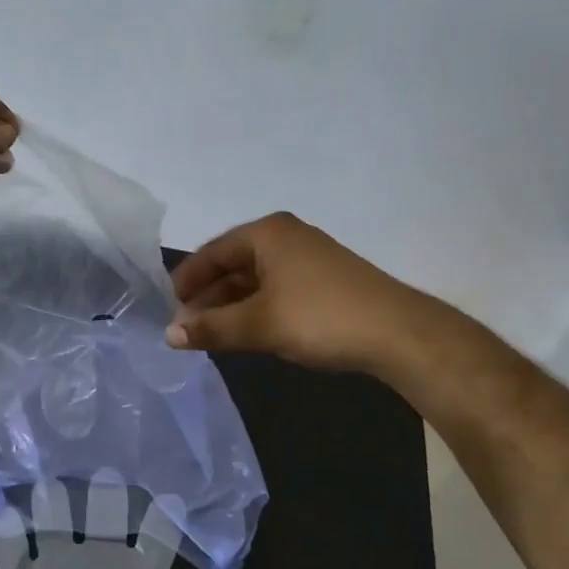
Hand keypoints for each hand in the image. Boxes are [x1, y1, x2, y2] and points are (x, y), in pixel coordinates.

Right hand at [165, 212, 431, 372]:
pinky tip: (248, 330)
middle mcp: (285, 236)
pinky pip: (276, 288)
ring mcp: (308, 256)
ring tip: (212, 333)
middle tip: (187, 327)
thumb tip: (168, 335)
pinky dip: (256, 307)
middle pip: (232, 264)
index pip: (211, 253)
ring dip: (231, 305)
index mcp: (266, 233)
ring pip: (255, 278)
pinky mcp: (324, 279)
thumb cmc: (320, 318)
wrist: (400, 334)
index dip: (187, 281)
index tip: (168, 308)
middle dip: (208, 296)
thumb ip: (211, 328)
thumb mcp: (259, 324)